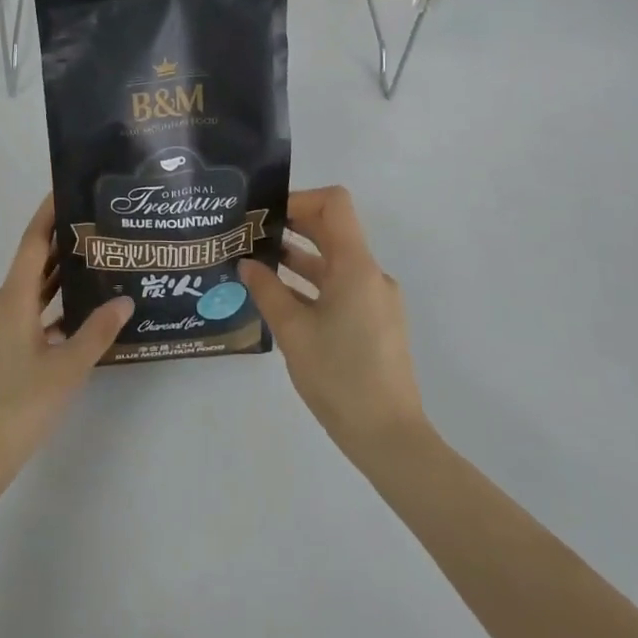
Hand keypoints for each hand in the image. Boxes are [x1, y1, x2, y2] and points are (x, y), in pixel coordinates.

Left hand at [0, 194, 132, 492]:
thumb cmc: (18, 409)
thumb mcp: (66, 370)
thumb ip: (96, 332)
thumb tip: (125, 299)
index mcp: (11, 301)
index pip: (32, 244)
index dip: (48, 215)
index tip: (65, 190)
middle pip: (30, 266)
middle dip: (59, 247)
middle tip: (95, 230)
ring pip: (26, 294)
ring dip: (54, 281)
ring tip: (90, 268)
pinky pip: (21, 317)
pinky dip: (45, 310)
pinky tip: (70, 321)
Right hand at [238, 186, 428, 463]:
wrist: (390, 439)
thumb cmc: (340, 377)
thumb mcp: (293, 332)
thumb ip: (267, 290)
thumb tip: (247, 263)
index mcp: (355, 266)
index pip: (334, 203)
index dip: (299, 199)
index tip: (266, 216)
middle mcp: (370, 274)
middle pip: (332, 230)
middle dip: (291, 227)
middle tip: (251, 235)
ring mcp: (375, 299)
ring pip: (334, 261)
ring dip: (298, 257)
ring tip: (257, 265)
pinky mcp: (375, 322)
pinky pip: (340, 287)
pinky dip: (312, 284)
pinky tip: (281, 299)